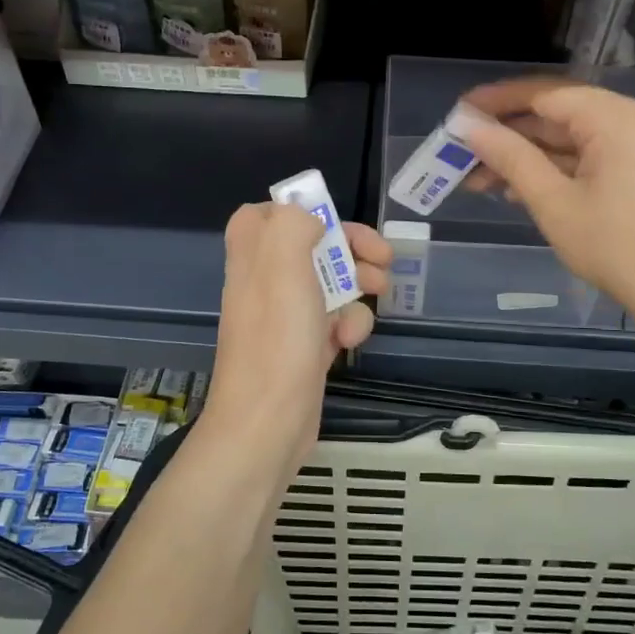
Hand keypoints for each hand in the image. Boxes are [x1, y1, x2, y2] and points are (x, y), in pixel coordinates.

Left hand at [203, 202, 389, 465]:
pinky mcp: (304, 349)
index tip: (330, 221)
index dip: (298, 211)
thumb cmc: (277, 338)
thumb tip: (309, 220)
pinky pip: (333, 323)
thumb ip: (293, 224)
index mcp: (253, 256)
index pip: (263, 215)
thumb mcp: (283, 265)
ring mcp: (284, 318)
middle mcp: (265, 282)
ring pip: (328, 285)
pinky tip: (349, 341)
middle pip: (309, 247)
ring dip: (356, 287)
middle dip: (349, 248)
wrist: (268, 422)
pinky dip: (348, 326)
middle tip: (381, 258)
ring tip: (377, 294)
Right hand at [459, 78, 634, 327]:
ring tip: (479, 179)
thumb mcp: (554, 202)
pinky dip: (554, 170)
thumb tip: (467, 126)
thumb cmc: (618, 248)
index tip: (456, 115)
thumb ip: (510, 158)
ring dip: (527, 157)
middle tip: (461, 154)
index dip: (495, 103)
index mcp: (613, 117)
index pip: (543, 93)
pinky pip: (589, 158)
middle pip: (557, 114)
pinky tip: (518, 191)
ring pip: (570, 139)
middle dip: (507, 135)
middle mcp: (630, 119)